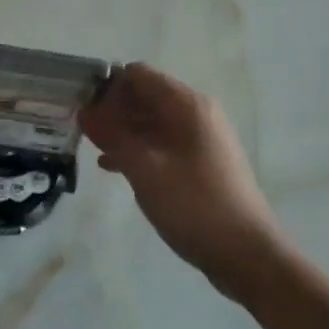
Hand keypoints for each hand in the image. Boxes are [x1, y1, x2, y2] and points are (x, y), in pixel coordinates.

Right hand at [80, 63, 282, 296]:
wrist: (247, 254)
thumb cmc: (194, 205)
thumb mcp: (144, 168)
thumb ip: (112, 136)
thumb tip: (85, 111)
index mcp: (187, 105)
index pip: (138, 74)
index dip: (107, 86)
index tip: (82, 109)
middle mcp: (196, 113)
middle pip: (145, 96)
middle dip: (112, 109)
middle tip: (82, 131)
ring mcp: (200, 139)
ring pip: (151, 122)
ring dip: (122, 131)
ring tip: (92, 148)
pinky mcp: (200, 163)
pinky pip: (161, 144)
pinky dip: (138, 149)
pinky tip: (112, 168)